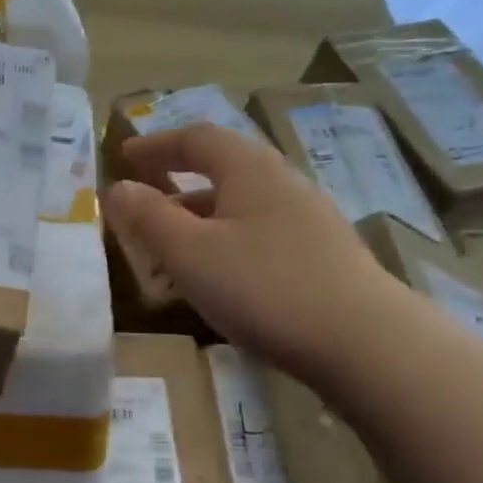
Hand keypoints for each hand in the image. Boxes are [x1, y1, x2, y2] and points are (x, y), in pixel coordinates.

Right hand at [104, 124, 390, 380]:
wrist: (366, 343)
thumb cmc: (265, 287)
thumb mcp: (190, 253)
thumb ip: (148, 218)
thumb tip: (116, 189)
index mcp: (249, 170)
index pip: (196, 138)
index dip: (156, 145)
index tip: (124, 156)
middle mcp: (282, 184)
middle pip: (221, 170)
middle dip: (175, 185)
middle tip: (142, 205)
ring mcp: (308, 221)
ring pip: (239, 208)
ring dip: (198, 222)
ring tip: (168, 254)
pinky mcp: (322, 257)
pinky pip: (259, 236)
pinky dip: (224, 245)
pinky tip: (217, 281)